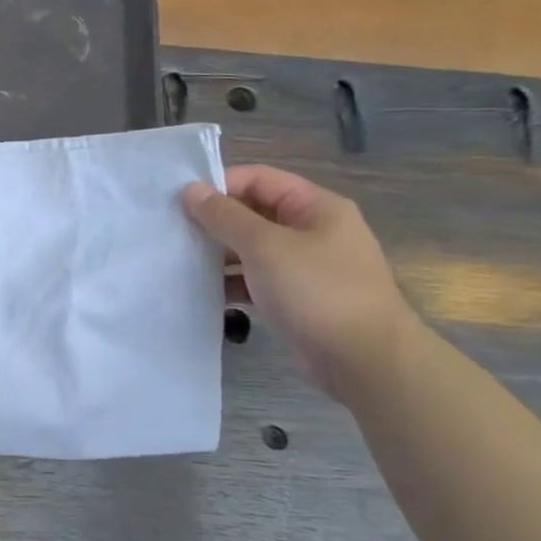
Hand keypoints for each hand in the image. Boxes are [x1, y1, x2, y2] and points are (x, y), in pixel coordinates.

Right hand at [182, 165, 418, 400]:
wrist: (366, 361)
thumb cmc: (316, 291)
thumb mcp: (264, 246)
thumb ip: (224, 216)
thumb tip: (190, 189)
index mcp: (315, 207)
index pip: (258, 179)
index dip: (219, 185)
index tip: (179, 202)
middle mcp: (313, 230)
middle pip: (254, 213)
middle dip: (215, 222)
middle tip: (174, 232)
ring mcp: (308, 266)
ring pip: (253, 249)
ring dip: (220, 255)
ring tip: (182, 263)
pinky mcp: (299, 298)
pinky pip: (258, 280)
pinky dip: (234, 284)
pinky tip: (205, 294)